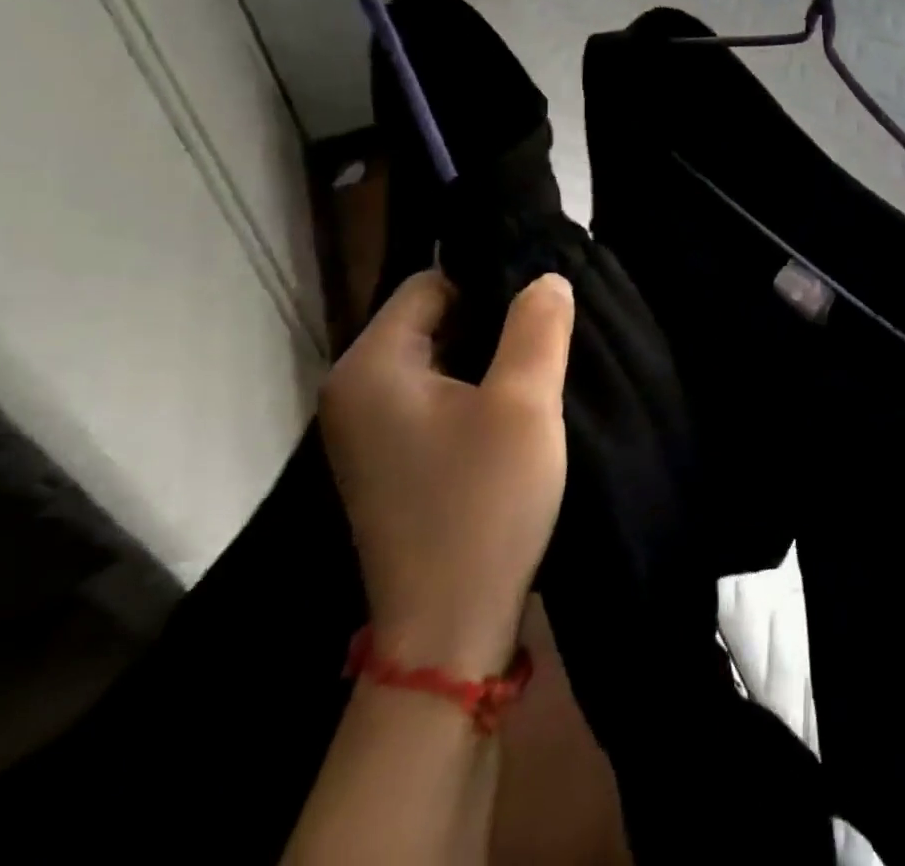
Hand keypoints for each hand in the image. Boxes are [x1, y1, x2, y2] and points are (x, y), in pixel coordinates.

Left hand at [321, 269, 573, 677]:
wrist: (448, 627)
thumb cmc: (483, 501)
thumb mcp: (524, 401)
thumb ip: (537, 325)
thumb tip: (547, 278)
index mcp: (371, 366)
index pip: (431, 283)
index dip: (491, 282)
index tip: (543, 307)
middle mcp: (354, 392)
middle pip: (433, 319)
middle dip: (494, 321)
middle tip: (550, 338)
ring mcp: (368, 432)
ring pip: (439, 360)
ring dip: (489, 360)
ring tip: (539, 372)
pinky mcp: (390, 462)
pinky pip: (436, 398)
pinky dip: (475, 393)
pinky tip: (514, 413)